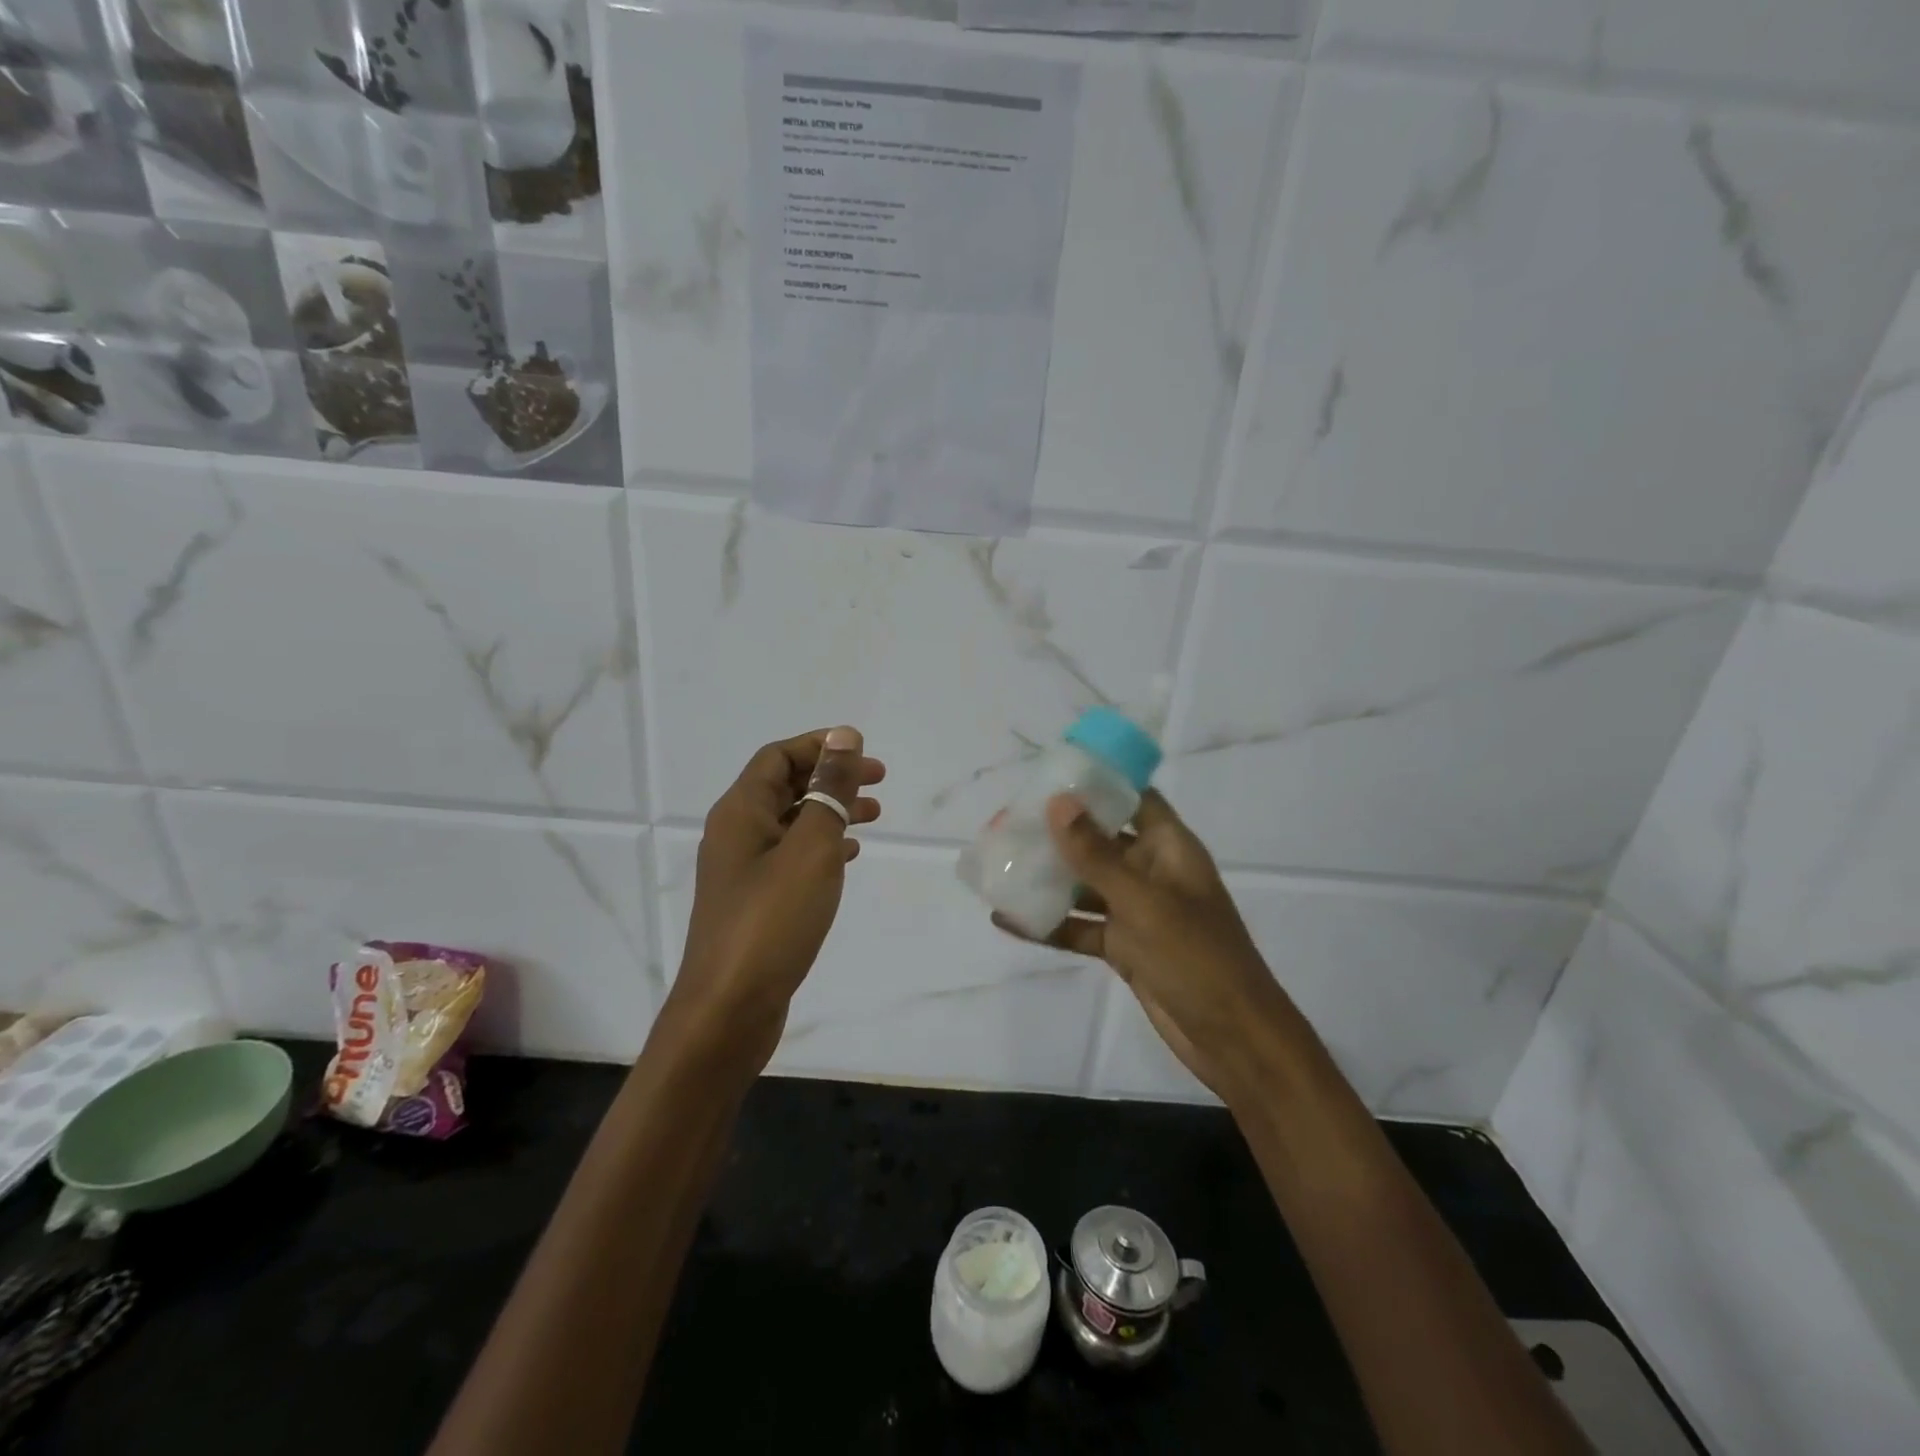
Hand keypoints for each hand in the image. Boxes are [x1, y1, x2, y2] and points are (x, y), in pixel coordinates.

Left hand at [665, 727, 884, 1073]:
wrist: (728, 1010)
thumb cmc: (772, 920)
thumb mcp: (810, 847)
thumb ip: (829, 790)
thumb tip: (843, 736)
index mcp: (741, 812)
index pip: (778, 757)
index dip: (821, 746)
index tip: (865, 753)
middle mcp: (736, 834)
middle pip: (785, 786)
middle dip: (831, 778)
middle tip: (879, 782)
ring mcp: (743, 871)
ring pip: (791, 823)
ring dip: (831, 812)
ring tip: (875, 816)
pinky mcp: (754, 902)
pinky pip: (791, 857)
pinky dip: (821, 847)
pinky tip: (849, 856)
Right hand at [995, 790, 1289, 1101]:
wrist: (1232, 1038)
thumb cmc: (1195, 956)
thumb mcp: (1142, 901)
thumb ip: (1096, 854)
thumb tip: (1059, 802)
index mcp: (1169, 849)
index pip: (1135, 798)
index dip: (1101, 782)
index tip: (1053, 772)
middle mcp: (1152, 873)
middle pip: (1101, 840)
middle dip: (1059, 831)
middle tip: (1009, 819)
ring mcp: (1137, 912)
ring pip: (1085, 885)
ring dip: (1048, 877)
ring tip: (1000, 863)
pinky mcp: (1124, 948)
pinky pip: (1080, 927)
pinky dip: (1049, 924)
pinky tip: (1008, 919)